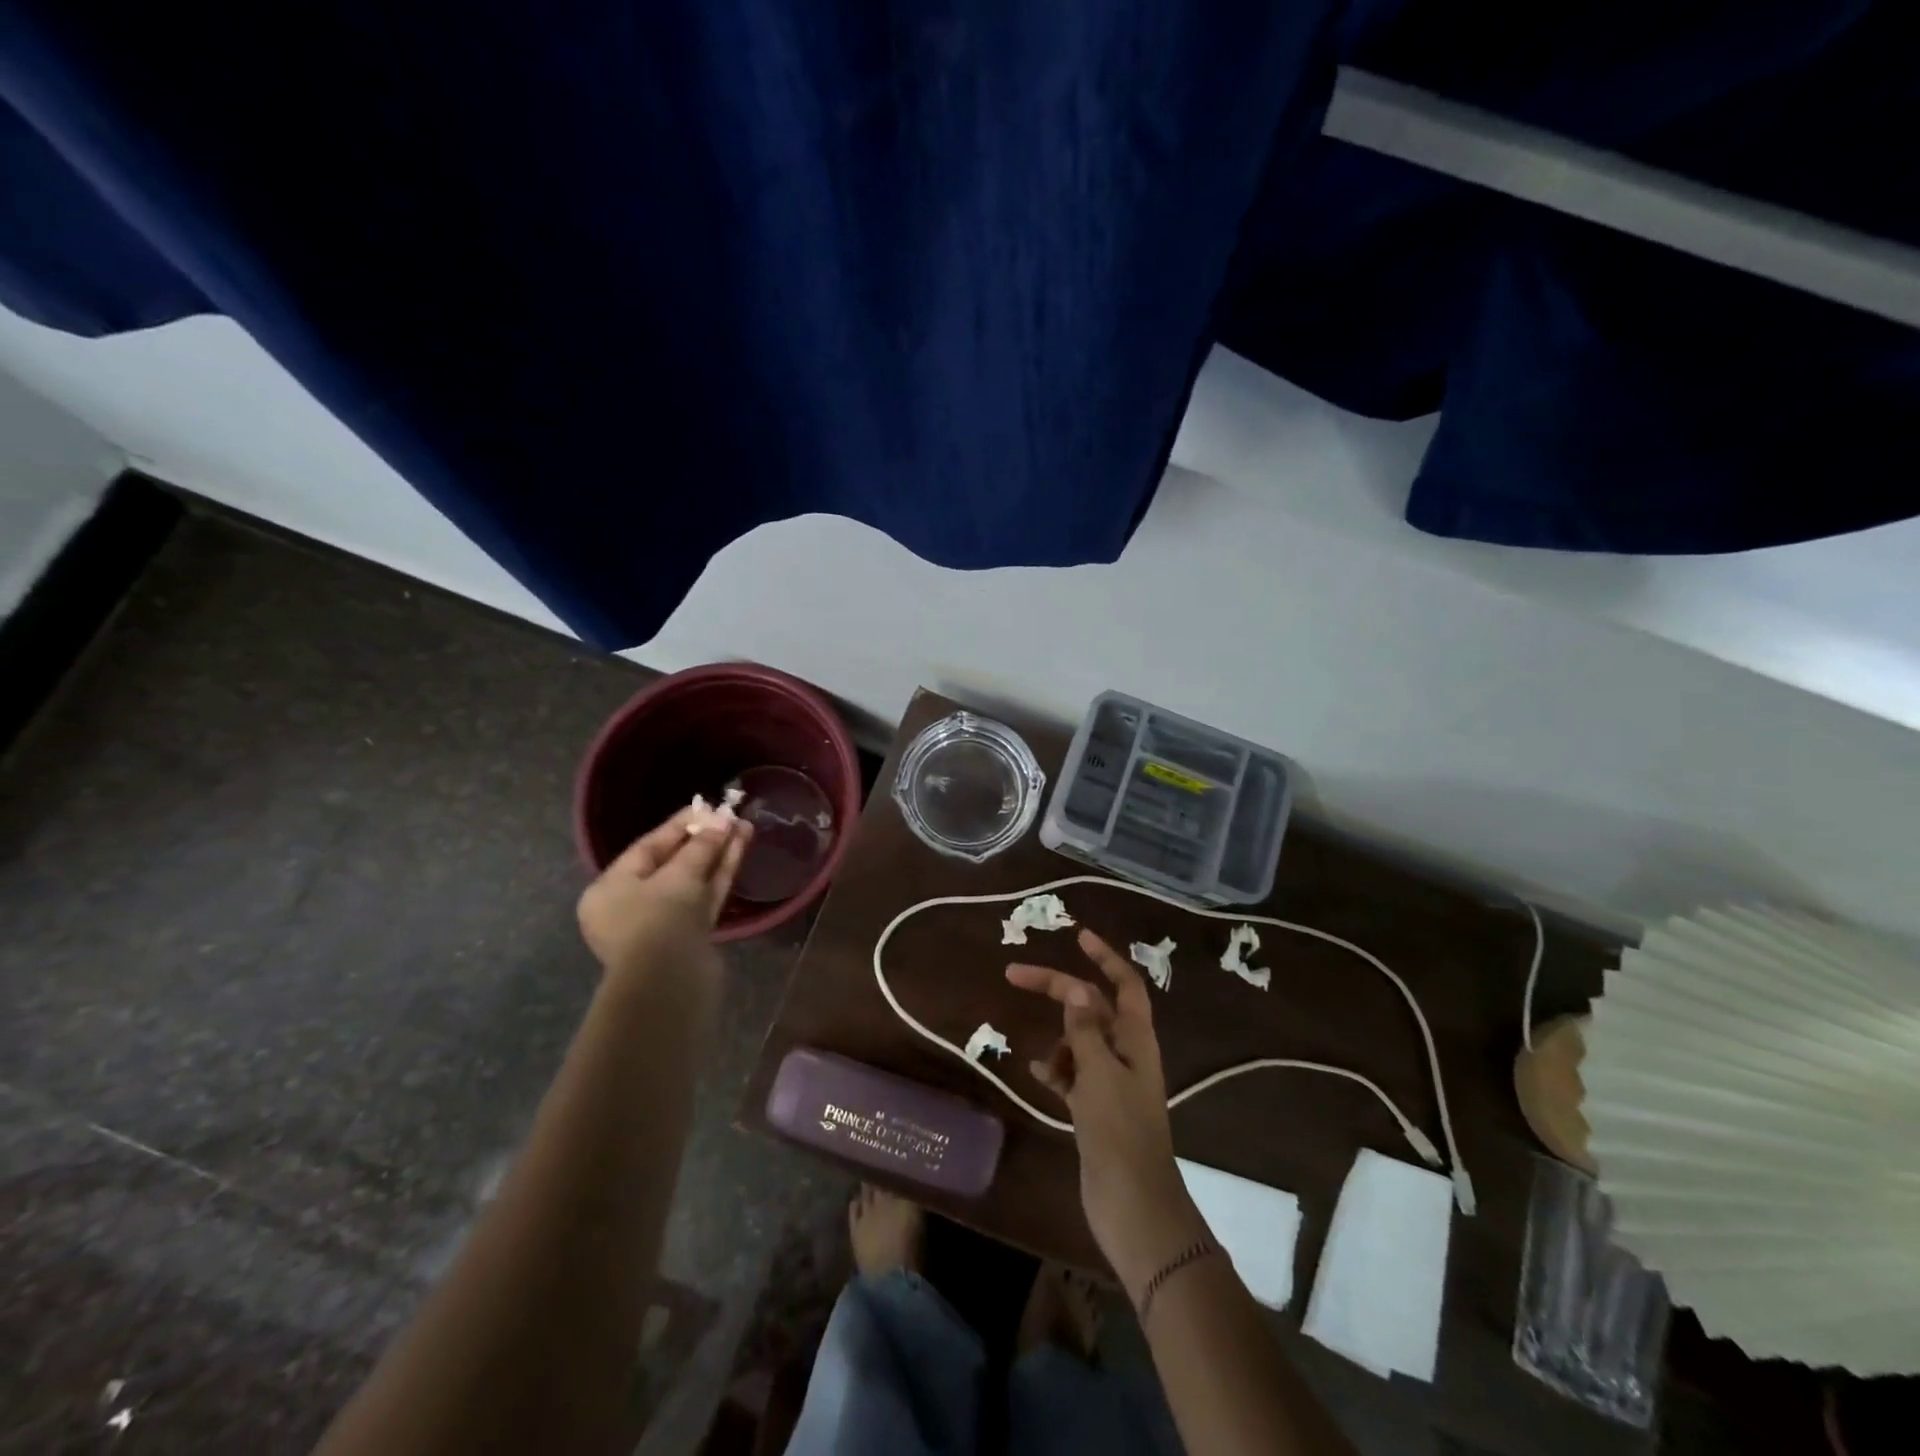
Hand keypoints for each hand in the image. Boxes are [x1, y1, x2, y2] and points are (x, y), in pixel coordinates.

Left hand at [576, 808, 751, 978]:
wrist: (669, 982)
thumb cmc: (657, 920)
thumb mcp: (678, 874)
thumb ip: (701, 845)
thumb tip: (724, 820)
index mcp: (609, 890)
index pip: (647, 848)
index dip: (679, 825)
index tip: (706, 806)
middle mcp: (632, 906)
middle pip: (672, 863)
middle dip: (703, 839)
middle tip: (729, 816)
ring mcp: (662, 923)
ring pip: (693, 880)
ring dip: (718, 854)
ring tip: (744, 826)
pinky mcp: (689, 936)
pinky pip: (704, 897)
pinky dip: (720, 874)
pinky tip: (740, 849)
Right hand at [1006, 929, 1209, 1300]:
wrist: (1131, 1205)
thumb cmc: (1118, 1132)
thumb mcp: (1099, 1073)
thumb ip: (1086, 1030)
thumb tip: (1076, 988)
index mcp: (1136, 1039)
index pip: (1124, 983)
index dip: (1104, 957)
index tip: (1077, 936)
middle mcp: (1126, 1053)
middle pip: (1091, 1007)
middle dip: (1059, 989)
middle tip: (1015, 975)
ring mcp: (1111, 1082)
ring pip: (1080, 1041)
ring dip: (1058, 1039)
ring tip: (1041, 1057)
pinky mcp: (1096, 1108)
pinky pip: (1072, 1074)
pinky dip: (1055, 1068)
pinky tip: (1038, 1074)